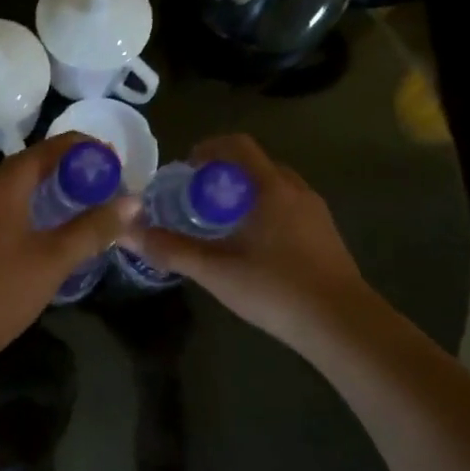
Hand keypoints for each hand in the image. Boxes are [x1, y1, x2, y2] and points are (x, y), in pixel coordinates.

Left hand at [0, 133, 137, 372]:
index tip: (115, 160)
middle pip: (31, 164)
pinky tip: (49, 230)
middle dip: (69, 167)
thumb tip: (133, 201)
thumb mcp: (54, 259)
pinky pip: (6, 208)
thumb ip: (93, 228)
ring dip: (50, 188)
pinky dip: (33, 207)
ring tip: (84, 202)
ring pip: (17, 188)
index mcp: (4, 185)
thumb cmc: (0, 291)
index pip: (48, 148)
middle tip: (105, 182)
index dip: (83, 148)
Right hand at [116, 134, 374, 356]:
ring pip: (274, 187)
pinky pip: (288, 207)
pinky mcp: (326, 236)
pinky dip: (265, 212)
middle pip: (255, 165)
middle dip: (224, 174)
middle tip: (197, 199)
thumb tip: (126, 232)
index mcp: (271, 188)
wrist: (342, 325)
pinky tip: (252, 247)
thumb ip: (170, 249)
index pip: (238, 145)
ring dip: (246, 194)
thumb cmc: (276, 288)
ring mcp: (316, 213)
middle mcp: (297, 190)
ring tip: (221, 223)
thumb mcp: (216, 271)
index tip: (185, 169)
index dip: (208, 149)